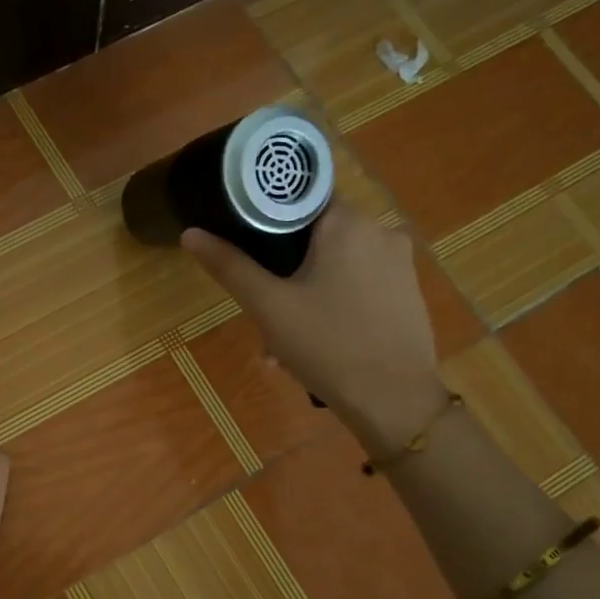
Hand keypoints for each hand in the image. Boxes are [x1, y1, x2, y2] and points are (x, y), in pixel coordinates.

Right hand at [182, 203, 444, 453]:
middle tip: (264, 305)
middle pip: (317, 234)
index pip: (299, 198)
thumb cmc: (328, 346)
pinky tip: (318, 339)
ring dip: (307, 289)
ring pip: (337, 262)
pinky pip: (360, 283)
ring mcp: (400, 262)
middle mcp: (380, 230)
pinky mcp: (408, 291)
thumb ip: (230, 266)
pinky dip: (334, 301)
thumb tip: (191, 233)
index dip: (267, 220)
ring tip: (285, 335)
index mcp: (347, 222)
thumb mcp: (269, 306)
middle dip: (285, 267)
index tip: (248, 249)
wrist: (394, 401)